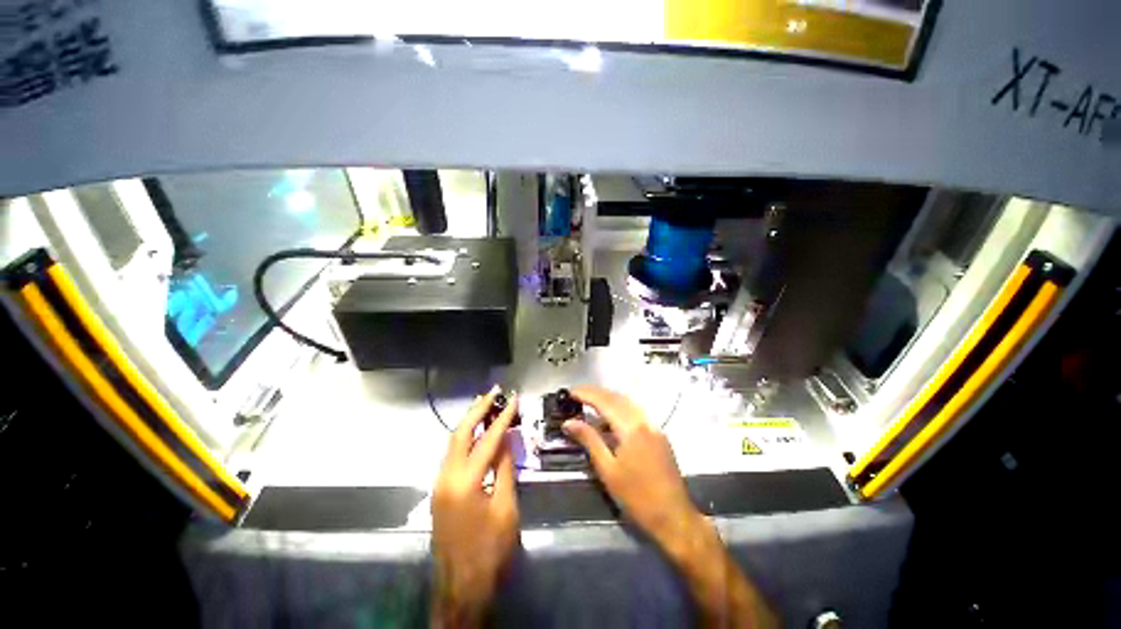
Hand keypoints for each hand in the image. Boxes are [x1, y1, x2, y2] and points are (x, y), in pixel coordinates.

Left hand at [431, 387, 519, 627]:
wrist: (461, 586)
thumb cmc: (490, 550)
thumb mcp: (505, 507)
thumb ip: (504, 469)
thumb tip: (506, 439)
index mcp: (466, 481)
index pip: (487, 439)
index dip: (502, 417)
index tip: (513, 399)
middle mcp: (446, 476)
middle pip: (460, 432)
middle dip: (477, 409)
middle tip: (493, 392)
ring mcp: (439, 483)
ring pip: (452, 442)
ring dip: (469, 421)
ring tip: (485, 404)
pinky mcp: (439, 490)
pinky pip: (452, 454)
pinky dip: (465, 438)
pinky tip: (476, 432)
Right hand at [562, 387, 704, 550]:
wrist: (674, 516)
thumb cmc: (637, 497)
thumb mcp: (608, 470)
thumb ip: (589, 440)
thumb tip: (569, 423)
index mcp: (631, 428)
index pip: (605, 401)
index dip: (586, 394)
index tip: (570, 392)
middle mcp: (644, 420)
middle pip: (617, 397)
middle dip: (596, 393)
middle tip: (577, 395)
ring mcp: (654, 426)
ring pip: (628, 402)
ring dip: (608, 398)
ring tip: (590, 403)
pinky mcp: (659, 434)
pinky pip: (636, 412)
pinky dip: (620, 408)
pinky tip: (610, 418)